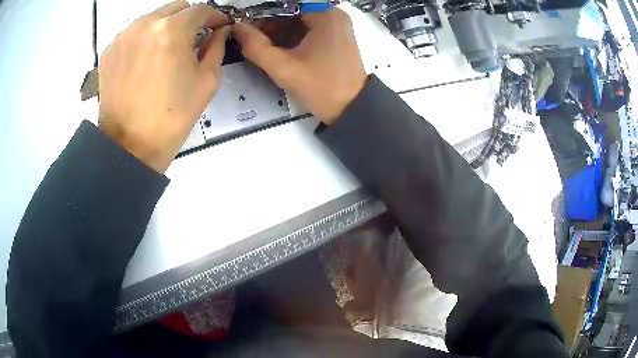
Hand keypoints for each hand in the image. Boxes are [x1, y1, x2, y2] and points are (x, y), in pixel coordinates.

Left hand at [98, 1, 229, 172]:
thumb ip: (216, 48)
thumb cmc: (171, 118)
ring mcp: (123, 36)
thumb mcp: (206, 82)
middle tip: (193, 39)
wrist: (129, 147)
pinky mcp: (109, 51)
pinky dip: (144, 40)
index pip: (200, 10)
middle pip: (176, 8)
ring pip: (153, 18)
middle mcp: (145, 25)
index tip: (219, 26)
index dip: (215, 16)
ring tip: (166, 52)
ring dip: (165, 28)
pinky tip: (144, 61)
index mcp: (171, 30)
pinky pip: (133, 34)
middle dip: (189, 19)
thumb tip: (219, 32)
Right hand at [233, 9, 366, 124]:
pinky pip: (307, 29)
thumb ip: (256, 47)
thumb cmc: (322, 88)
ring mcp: (336, 26)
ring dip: (279, 31)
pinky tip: (279, 49)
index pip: (286, 5)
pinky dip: (291, 36)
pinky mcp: (335, 37)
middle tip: (253, 39)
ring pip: (299, 20)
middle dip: (271, 23)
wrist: (351, 110)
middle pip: (293, 10)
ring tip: (263, 46)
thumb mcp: (284, 68)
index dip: (264, 13)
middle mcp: (333, 14)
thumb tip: (238, 28)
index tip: (248, 27)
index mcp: (325, 15)